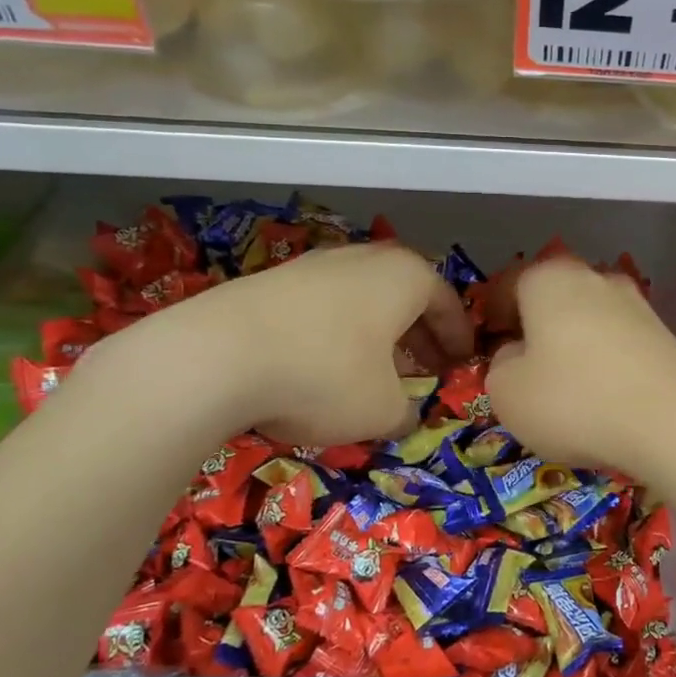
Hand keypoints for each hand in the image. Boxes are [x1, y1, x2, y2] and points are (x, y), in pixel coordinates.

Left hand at [111, 242, 473, 445]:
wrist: (213, 357)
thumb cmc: (324, 376)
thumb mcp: (383, 411)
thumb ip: (407, 413)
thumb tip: (405, 417)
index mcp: (405, 277)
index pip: (448, 303)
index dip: (458, 338)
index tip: (462, 364)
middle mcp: (364, 260)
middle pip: (406, 296)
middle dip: (420, 334)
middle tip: (426, 368)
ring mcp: (314, 265)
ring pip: (363, 300)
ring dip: (378, 334)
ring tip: (376, 371)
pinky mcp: (270, 281)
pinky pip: (324, 307)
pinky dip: (338, 334)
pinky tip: (323, 367)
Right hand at [486, 258, 675, 478]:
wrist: (673, 423)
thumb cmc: (575, 401)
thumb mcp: (507, 393)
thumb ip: (499, 366)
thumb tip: (518, 355)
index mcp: (549, 279)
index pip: (508, 283)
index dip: (492, 313)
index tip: (488, 343)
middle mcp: (595, 278)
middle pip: (552, 297)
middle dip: (535, 327)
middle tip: (524, 367)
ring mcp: (636, 303)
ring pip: (588, 318)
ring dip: (573, 344)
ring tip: (566, 387)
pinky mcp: (664, 334)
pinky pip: (619, 342)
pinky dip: (605, 361)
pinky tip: (604, 396)